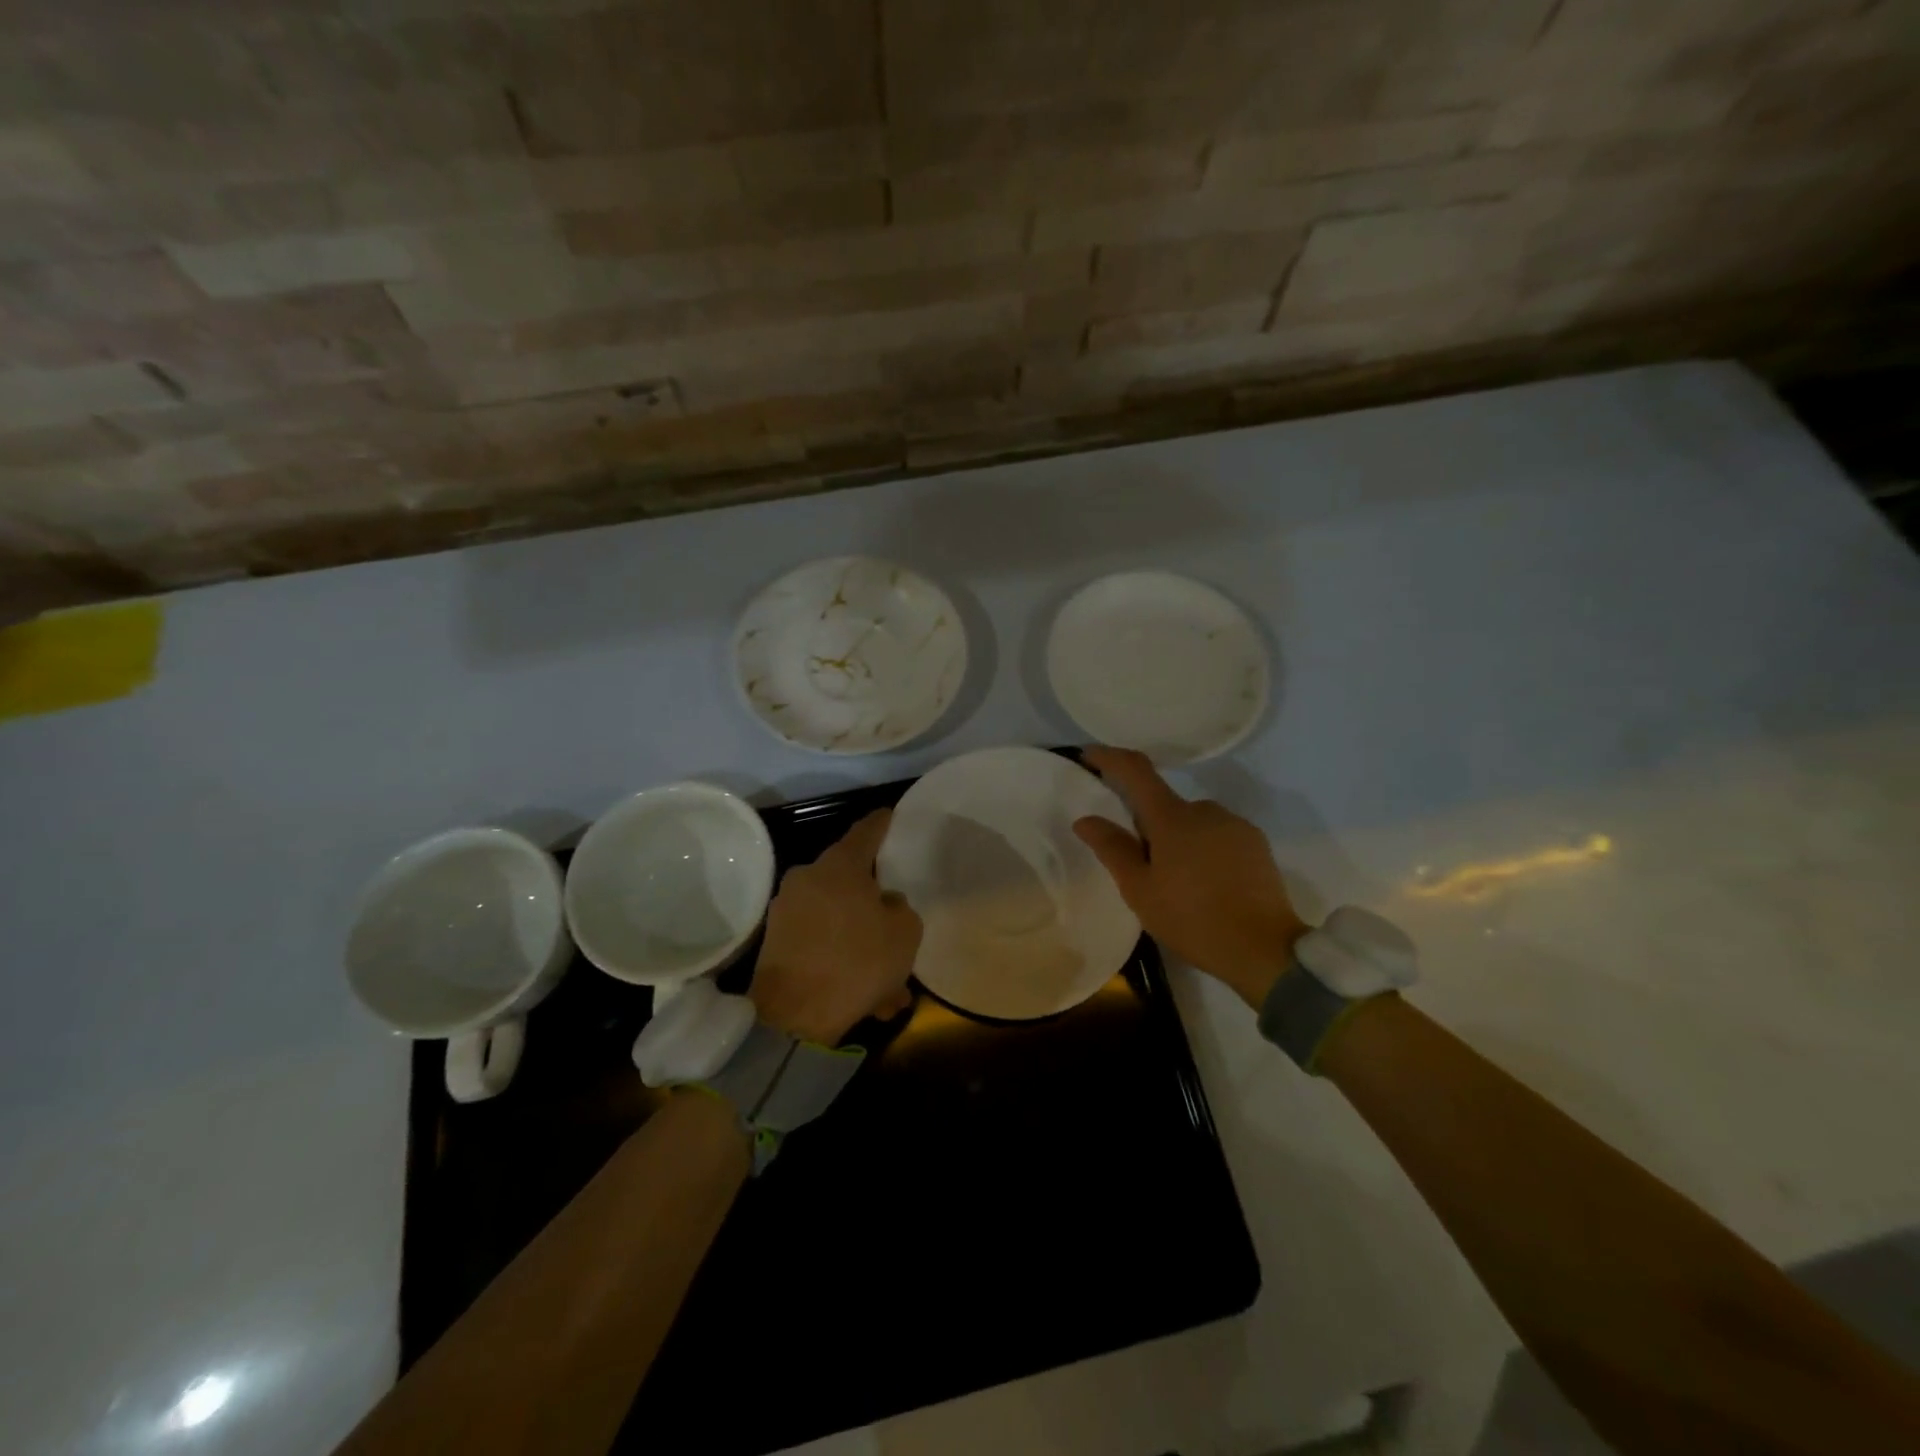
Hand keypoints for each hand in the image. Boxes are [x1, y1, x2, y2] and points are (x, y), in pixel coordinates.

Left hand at [750, 809, 922, 1044]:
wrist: (794, 1018)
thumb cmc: (857, 962)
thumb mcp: (905, 933)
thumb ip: (899, 909)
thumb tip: (884, 904)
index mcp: (839, 866)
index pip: (865, 832)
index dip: (881, 823)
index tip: (890, 815)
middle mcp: (807, 879)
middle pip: (848, 882)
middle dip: (873, 904)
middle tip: (895, 924)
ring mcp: (786, 911)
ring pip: (837, 921)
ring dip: (861, 944)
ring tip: (889, 984)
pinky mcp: (775, 945)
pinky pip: (820, 944)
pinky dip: (841, 963)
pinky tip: (867, 998)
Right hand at [1073, 748, 1308, 1008]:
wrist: (1264, 950)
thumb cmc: (1192, 919)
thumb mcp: (1140, 890)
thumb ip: (1112, 849)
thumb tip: (1086, 819)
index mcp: (1172, 818)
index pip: (1136, 771)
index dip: (1109, 758)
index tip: (1089, 755)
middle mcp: (1204, 809)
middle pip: (1163, 804)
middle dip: (1146, 824)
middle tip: (1139, 866)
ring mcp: (1234, 824)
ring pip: (1191, 821)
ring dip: (1176, 839)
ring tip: (1176, 883)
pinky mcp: (1255, 842)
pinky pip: (1216, 834)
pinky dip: (1202, 848)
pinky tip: (1205, 884)